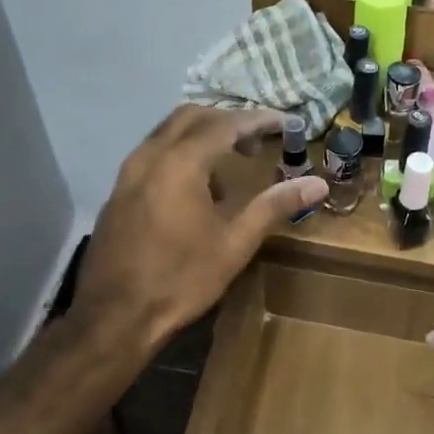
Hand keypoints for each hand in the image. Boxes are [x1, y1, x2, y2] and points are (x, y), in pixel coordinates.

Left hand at [71, 106, 327, 347]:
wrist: (115, 316)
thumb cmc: (181, 280)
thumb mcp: (235, 244)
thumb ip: (274, 206)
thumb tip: (318, 185)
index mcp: (180, 163)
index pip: (226, 124)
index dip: (259, 120)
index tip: (286, 122)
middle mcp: (150, 155)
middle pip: (193, 116)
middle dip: (228, 120)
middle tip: (257, 143)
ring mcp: (128, 171)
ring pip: (168, 131)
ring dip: (201, 135)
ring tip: (230, 167)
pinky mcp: (118, 190)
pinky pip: (153, 152)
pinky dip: (180, 152)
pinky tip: (196, 190)